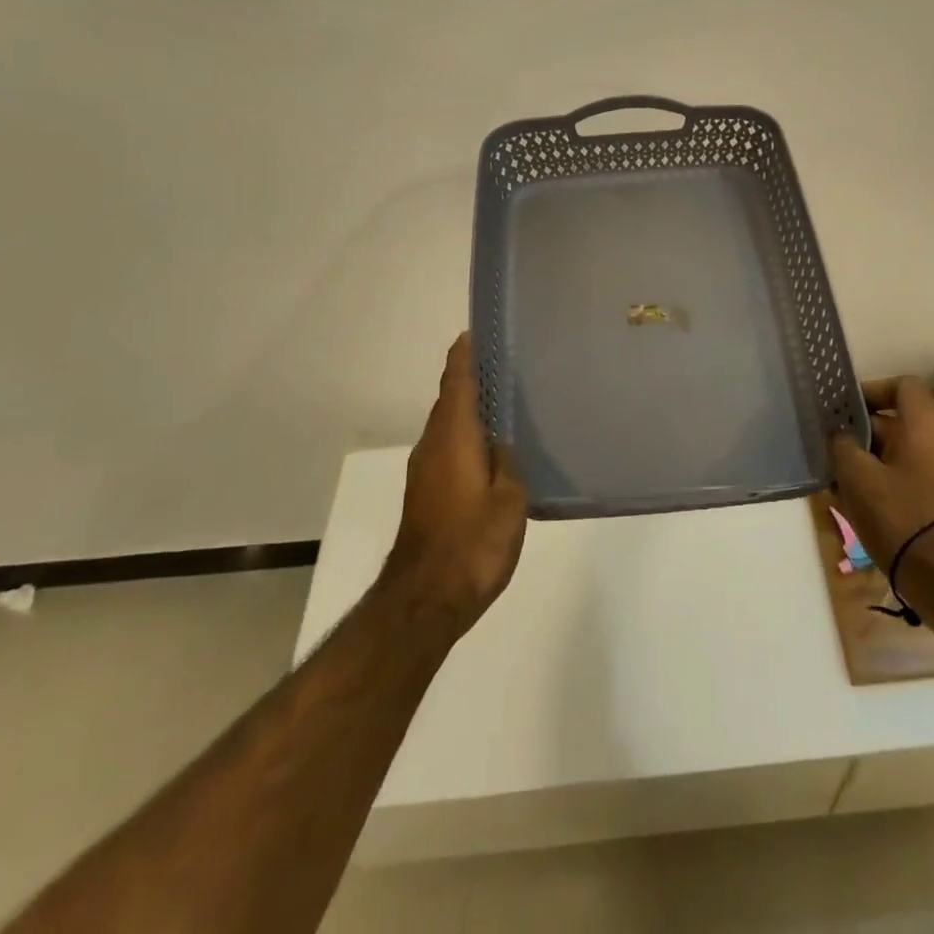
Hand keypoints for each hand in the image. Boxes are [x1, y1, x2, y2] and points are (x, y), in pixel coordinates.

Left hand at [379, 334, 527, 637]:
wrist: (425, 600)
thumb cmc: (473, 544)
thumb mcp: (509, 501)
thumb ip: (508, 464)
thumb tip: (500, 445)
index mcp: (454, 437)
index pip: (455, 383)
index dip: (463, 356)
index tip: (473, 333)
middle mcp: (433, 446)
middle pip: (448, 401)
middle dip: (468, 380)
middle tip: (502, 365)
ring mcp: (424, 472)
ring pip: (447, 427)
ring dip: (467, 411)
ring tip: (502, 404)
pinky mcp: (425, 495)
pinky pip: (447, 450)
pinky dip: (465, 438)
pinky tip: (490, 451)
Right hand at [829, 377, 933, 600]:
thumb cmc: (901, 515)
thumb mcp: (858, 476)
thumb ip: (842, 444)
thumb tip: (839, 434)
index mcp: (926, 424)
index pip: (902, 385)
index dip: (871, 390)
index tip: (843, 407)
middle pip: (895, 420)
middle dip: (858, 430)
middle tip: (826, 443)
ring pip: (895, 450)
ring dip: (864, 457)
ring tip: (832, 474)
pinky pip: (903, 474)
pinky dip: (878, 478)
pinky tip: (849, 498)